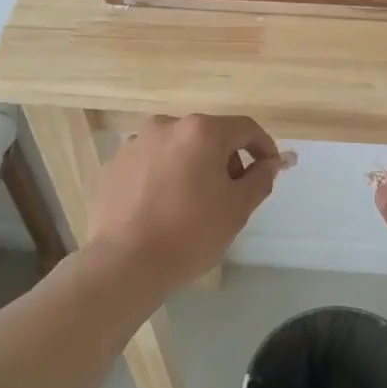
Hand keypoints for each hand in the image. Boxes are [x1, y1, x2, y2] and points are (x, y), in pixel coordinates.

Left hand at [87, 115, 282, 293]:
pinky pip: (153, 161)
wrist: (125, 262)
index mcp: (201, 131)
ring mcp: (136, 142)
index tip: (270, 170)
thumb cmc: (190, 232)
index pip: (245, 128)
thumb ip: (260, 178)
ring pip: (179, 147)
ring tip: (195, 202)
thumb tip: (271, 163)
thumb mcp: (237, 208)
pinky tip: (165, 205)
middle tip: (233, 194)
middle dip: (227, 159)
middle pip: (210, 135)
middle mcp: (167, 125)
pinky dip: (166, 174)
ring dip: (195, 166)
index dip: (264, 147)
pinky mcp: (115, 163)